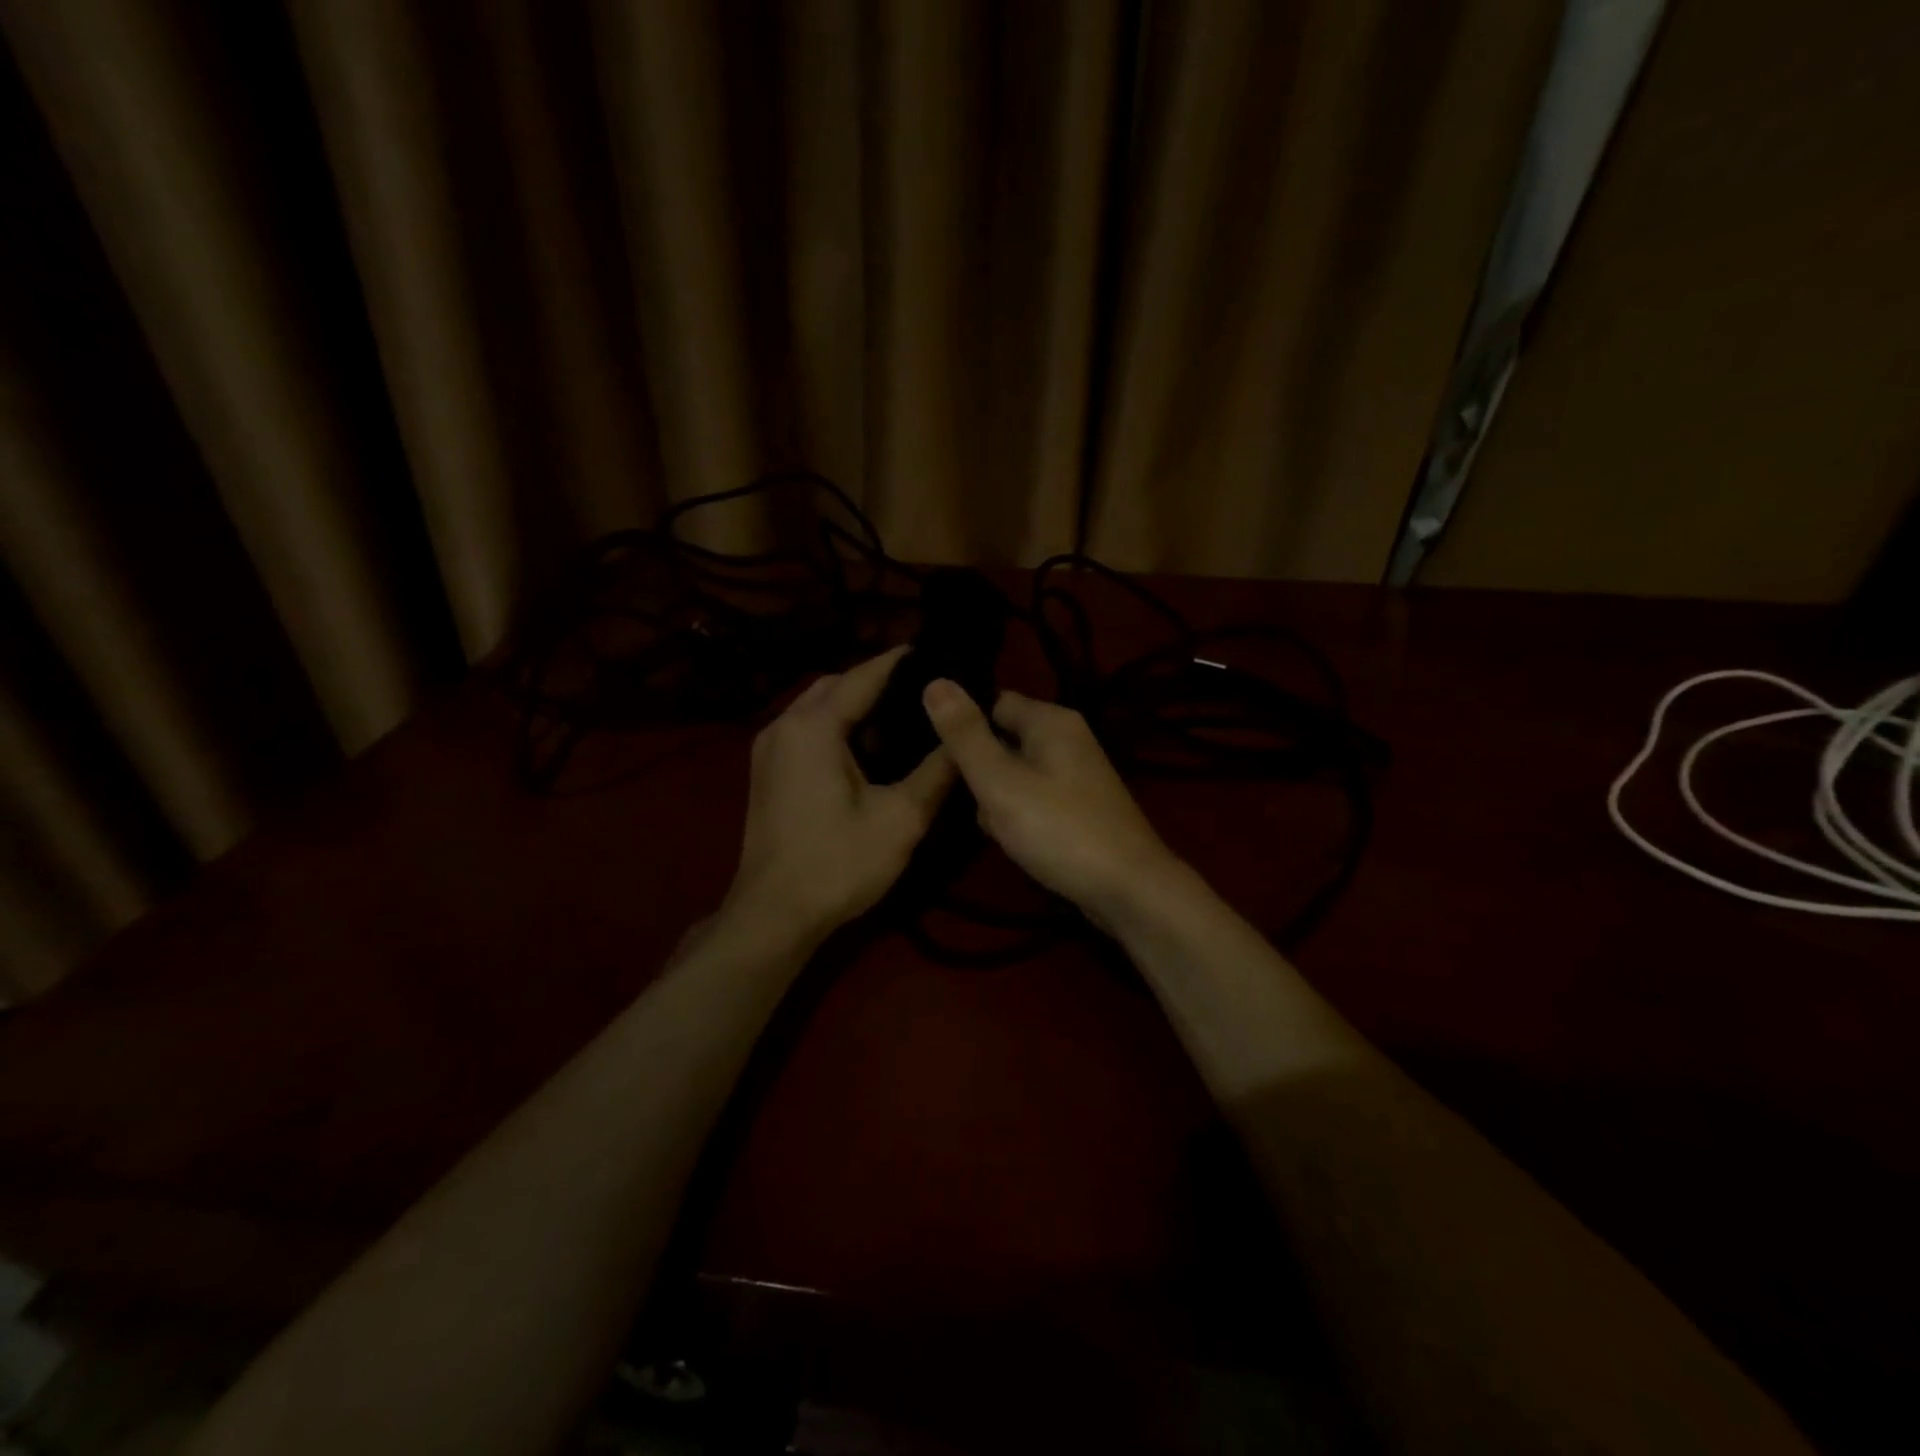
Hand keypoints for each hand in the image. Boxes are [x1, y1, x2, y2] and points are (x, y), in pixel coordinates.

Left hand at [723, 647, 955, 940]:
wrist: (773, 916)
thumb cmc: (838, 864)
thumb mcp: (901, 818)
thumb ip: (937, 770)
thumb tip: (965, 733)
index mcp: (813, 727)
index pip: (864, 675)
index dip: (903, 662)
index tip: (940, 653)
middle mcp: (784, 725)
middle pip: (837, 685)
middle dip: (879, 683)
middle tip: (926, 693)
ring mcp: (769, 748)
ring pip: (819, 707)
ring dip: (857, 707)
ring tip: (904, 720)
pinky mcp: (767, 771)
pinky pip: (807, 730)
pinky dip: (838, 728)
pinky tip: (869, 751)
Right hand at [921, 680, 1181, 926]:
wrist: (1128, 890)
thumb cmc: (1059, 829)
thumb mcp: (999, 781)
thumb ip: (965, 734)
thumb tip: (933, 681)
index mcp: (1051, 720)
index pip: (992, 701)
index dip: (962, 725)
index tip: (932, 754)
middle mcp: (1068, 738)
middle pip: (1003, 739)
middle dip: (979, 770)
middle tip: (962, 799)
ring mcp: (1077, 775)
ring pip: (1016, 774)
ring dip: (997, 798)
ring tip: (992, 827)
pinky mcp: (1079, 807)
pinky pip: (1034, 799)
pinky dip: (1020, 816)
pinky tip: (1013, 842)